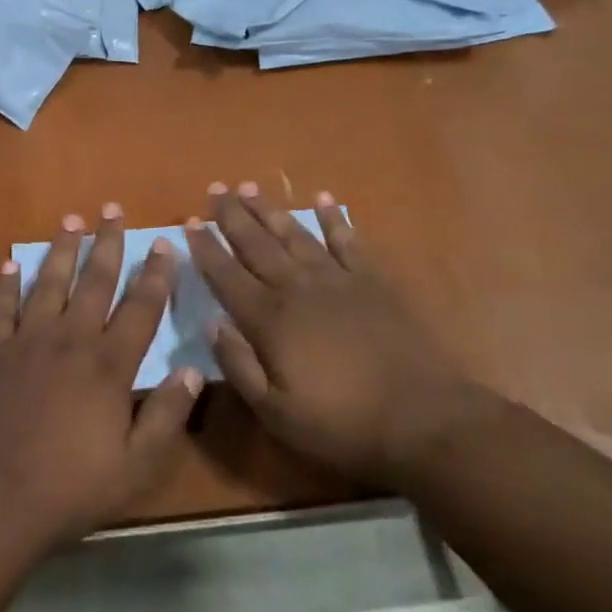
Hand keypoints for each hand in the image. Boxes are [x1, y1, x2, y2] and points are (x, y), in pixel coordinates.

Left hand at [0, 205, 203, 547]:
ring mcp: (28, 340)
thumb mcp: (137, 465)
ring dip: (61, 250)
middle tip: (112, 209)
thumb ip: (168, 415)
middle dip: (107, 243)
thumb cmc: (70, 486)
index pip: (140, 307)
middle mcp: (71, 338)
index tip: (164, 243)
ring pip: (49, 282)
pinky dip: (5, 285)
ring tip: (70, 221)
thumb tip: (193, 370)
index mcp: (109, 363)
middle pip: (94, 280)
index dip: (156, 274)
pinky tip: (9, 265)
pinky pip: (1, 308)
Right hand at [183, 182, 493, 488]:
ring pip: (295, 234)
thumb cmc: (342, 424)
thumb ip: (238, 366)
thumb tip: (211, 323)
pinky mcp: (373, 281)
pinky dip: (334, 219)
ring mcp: (337, 279)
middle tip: (215, 187)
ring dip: (270, 210)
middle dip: (232, 215)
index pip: (226, 275)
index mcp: (270, 319)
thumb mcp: (276, 413)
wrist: (422, 418)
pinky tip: (323, 200)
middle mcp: (297, 288)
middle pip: (256, 244)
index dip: (206, 248)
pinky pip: (348, 241)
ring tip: (250, 187)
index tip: (189, 223)